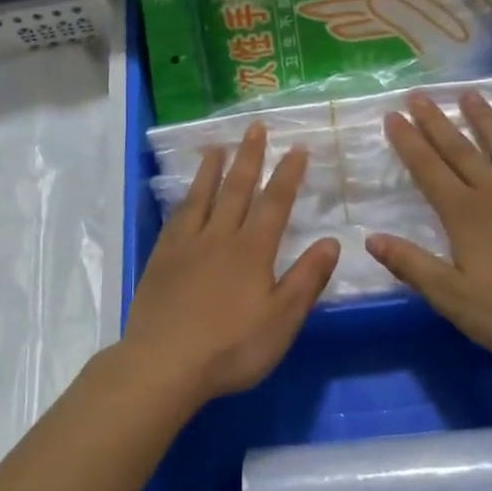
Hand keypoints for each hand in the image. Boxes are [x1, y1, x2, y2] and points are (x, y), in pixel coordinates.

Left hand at [122, 123, 340, 401]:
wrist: (165, 363)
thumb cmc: (231, 347)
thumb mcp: (281, 320)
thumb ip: (306, 279)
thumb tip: (330, 241)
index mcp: (252, 251)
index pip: (274, 203)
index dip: (287, 174)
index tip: (297, 148)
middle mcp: (219, 237)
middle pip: (236, 189)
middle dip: (249, 157)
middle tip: (254, 128)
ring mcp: (186, 245)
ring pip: (201, 197)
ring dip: (212, 169)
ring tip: (217, 146)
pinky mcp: (161, 258)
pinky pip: (176, 218)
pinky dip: (185, 200)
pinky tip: (185, 196)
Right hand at [366, 91, 491, 361]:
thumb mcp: (453, 297)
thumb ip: (412, 265)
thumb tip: (371, 239)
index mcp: (465, 215)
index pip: (429, 170)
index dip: (409, 142)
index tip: (393, 116)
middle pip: (461, 150)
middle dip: (437, 122)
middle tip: (419, 95)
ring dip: (485, 120)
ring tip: (470, 95)